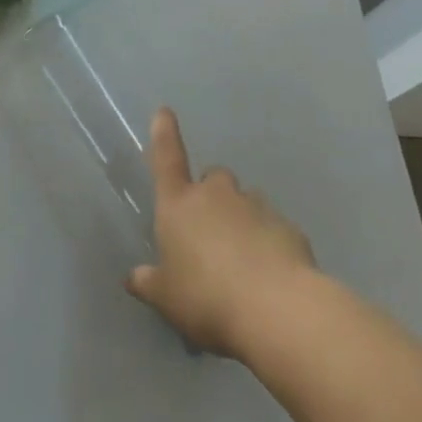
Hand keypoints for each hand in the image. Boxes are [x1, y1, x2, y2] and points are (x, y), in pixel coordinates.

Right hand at [126, 108, 316, 354]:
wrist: (279, 310)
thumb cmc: (207, 298)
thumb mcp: (167, 298)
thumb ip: (148, 283)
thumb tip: (132, 278)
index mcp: (179, 204)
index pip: (167, 158)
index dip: (164, 134)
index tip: (164, 111)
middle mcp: (216, 195)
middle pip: (212, 179)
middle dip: (210, 196)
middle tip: (209, 232)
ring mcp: (256, 207)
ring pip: (245, 202)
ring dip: (241, 220)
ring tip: (243, 261)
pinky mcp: (289, 228)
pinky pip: (274, 228)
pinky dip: (269, 243)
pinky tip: (270, 276)